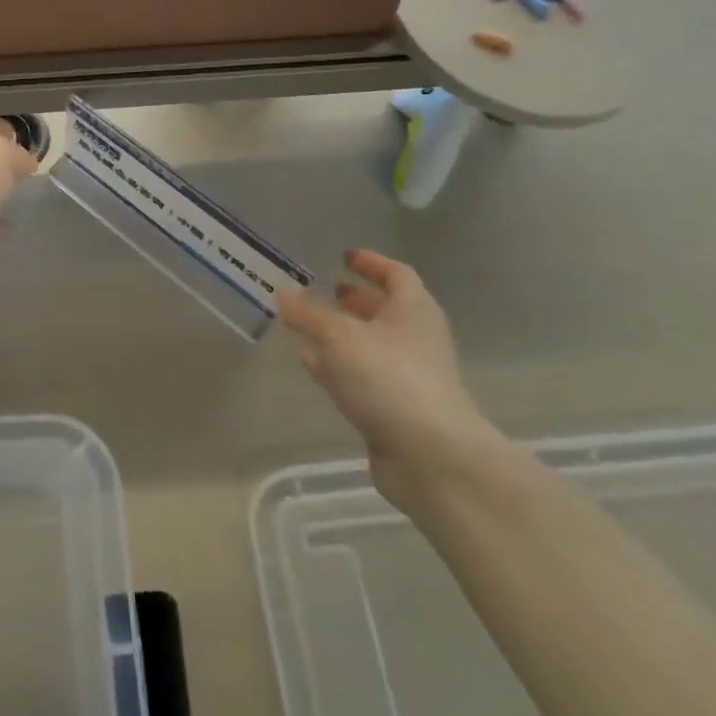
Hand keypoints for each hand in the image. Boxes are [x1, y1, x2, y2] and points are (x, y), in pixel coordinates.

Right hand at [279, 250, 507, 512]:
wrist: (432, 458)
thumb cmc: (389, 378)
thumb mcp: (338, 337)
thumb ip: (308, 312)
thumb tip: (282, 289)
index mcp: (413, 311)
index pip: (397, 274)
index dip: (372, 263)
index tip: (346, 256)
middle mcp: (416, 339)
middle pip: (387, 310)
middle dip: (357, 298)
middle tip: (327, 288)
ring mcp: (409, 377)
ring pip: (372, 344)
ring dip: (344, 333)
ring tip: (309, 324)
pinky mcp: (397, 409)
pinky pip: (364, 376)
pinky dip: (338, 365)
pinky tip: (311, 363)